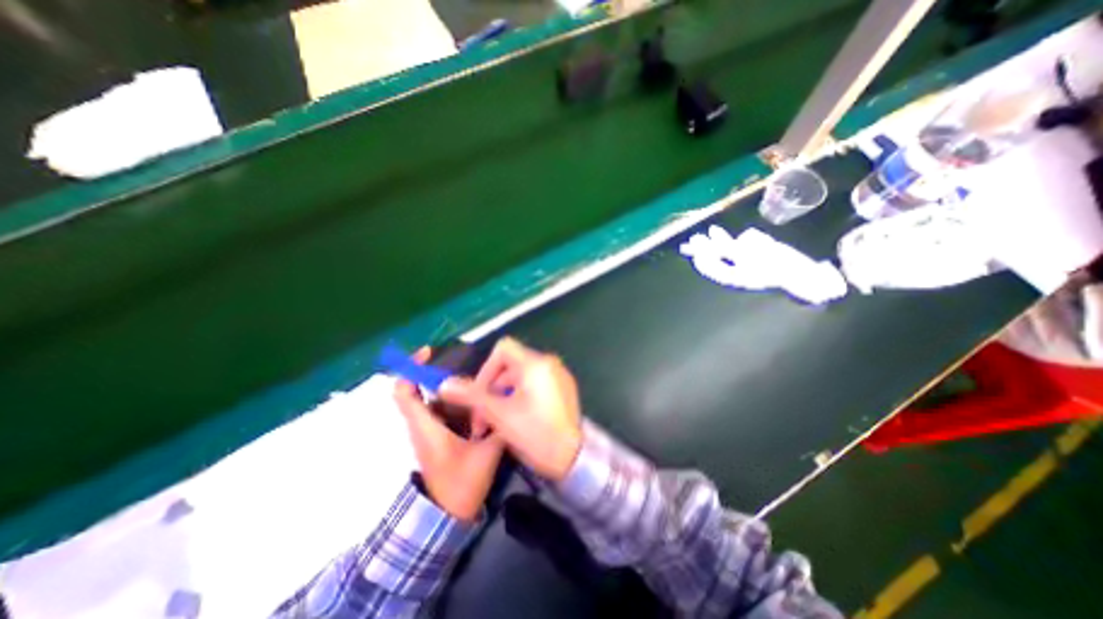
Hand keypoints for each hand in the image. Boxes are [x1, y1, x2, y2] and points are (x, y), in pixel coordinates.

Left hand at [393, 351, 502, 519]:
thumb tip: (509, 407)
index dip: (411, 367)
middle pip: (426, 391)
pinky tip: (480, 406)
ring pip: (439, 401)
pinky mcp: (438, 437)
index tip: (430, 352)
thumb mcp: (485, 454)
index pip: (404, 391)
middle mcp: (423, 425)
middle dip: (448, 378)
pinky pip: (446, 412)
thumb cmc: (461, 484)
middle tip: (474, 375)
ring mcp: (430, 431)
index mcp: (426, 426)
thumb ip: (497, 428)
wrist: (448, 517)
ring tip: (481, 389)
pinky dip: (459, 405)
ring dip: (457, 393)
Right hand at [438, 338, 580, 482]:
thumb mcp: (499, 415)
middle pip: (511, 365)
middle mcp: (549, 363)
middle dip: (492, 389)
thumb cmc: (536, 434)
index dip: (486, 368)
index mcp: (535, 363)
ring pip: (522, 377)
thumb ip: (471, 396)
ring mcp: (559, 376)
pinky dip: (521, 396)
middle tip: (482, 418)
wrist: (575, 458)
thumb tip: (445, 384)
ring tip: (496, 422)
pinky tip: (517, 419)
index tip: (479, 394)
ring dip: (504, 395)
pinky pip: (536, 384)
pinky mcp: (564, 388)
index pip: (503, 349)